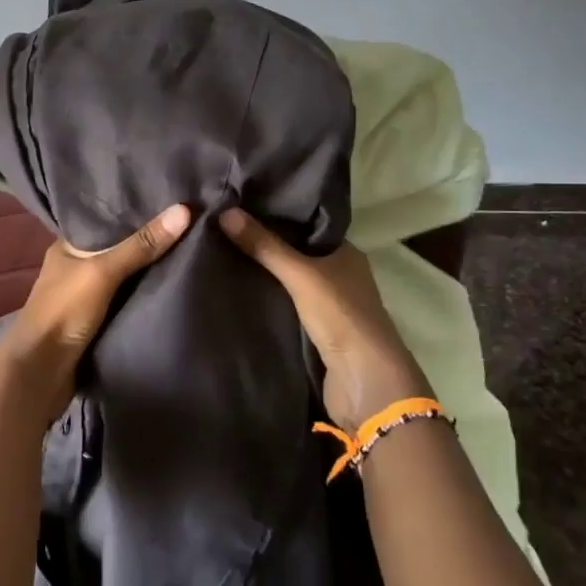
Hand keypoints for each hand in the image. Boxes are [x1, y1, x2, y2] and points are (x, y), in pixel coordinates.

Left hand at [0, 203, 192, 421]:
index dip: (135, 212)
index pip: (106, 220)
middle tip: (189, 227)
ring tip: (191, 252)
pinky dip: (144, 296)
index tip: (172, 202)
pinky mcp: (96, 323)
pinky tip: (173, 287)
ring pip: (124, 278)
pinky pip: (127, 302)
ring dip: (149, 272)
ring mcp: (85, 297)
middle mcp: (75, 267)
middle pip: (118, 249)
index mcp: (68, 247)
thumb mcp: (103, 272)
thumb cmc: (64, 312)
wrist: (41, 373)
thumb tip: (184, 210)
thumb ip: (141, 245)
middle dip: (148, 243)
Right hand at [220, 208, 432, 431]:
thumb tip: (225, 211)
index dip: (276, 215)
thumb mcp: (300, 274)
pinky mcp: (315, 331)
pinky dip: (265, 298)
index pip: (305, 225)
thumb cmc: (341, 316)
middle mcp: (339, 274)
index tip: (239, 204)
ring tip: (219, 253)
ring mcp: (328, 304)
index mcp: (345, 253)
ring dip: (262, 273)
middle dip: (263, 243)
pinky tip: (236, 289)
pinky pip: (284, 305)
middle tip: (221, 227)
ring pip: (288, 280)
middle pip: (295, 252)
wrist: (365, 381)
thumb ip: (264, 246)